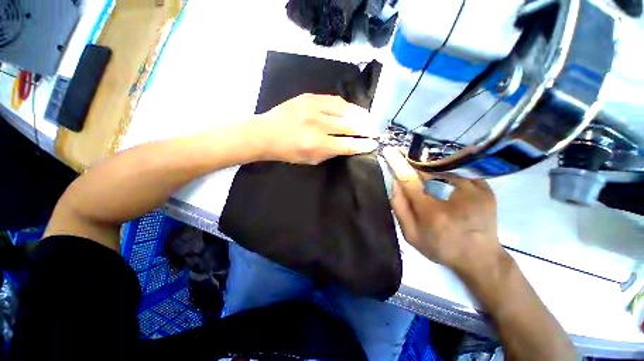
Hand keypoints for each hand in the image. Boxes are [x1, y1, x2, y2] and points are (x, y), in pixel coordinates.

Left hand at [254, 93, 378, 164]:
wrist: (266, 133)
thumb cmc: (288, 151)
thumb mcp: (310, 159)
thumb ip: (331, 152)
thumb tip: (349, 145)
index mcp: (316, 144)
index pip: (347, 144)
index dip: (363, 144)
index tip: (374, 144)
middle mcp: (317, 125)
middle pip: (349, 125)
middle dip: (367, 129)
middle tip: (376, 131)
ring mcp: (313, 107)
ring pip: (345, 109)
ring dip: (361, 115)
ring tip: (370, 120)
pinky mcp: (309, 96)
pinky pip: (335, 100)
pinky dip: (347, 106)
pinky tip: (354, 110)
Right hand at [382, 147, 504, 274]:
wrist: (481, 258)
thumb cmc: (441, 248)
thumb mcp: (411, 235)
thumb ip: (400, 208)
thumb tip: (395, 183)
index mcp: (431, 212)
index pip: (409, 179)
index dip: (397, 163)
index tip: (389, 151)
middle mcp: (453, 198)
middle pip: (427, 169)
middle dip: (411, 159)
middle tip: (402, 152)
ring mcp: (474, 191)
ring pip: (444, 167)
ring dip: (428, 162)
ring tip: (418, 161)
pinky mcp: (486, 189)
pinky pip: (461, 171)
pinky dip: (446, 167)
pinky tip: (438, 169)